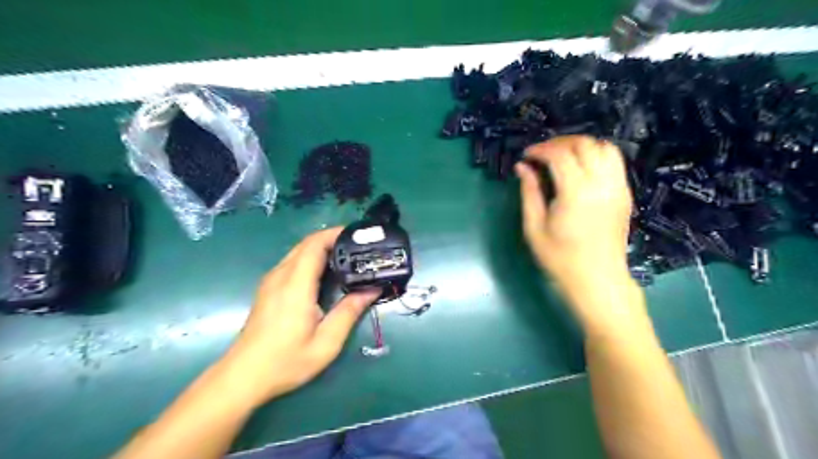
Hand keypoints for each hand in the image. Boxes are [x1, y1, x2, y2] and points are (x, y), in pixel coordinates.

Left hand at [220, 228, 381, 406]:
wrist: (243, 376)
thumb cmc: (286, 361)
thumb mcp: (326, 342)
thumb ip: (349, 312)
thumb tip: (372, 290)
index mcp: (296, 285)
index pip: (314, 245)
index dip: (336, 234)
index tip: (358, 235)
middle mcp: (281, 276)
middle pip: (306, 243)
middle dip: (332, 238)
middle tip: (358, 246)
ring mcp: (271, 281)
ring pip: (298, 251)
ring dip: (321, 247)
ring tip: (346, 256)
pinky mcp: (268, 288)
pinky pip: (292, 262)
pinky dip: (310, 258)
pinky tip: (325, 272)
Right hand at [513, 136, 634, 318]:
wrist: (598, 280)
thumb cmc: (560, 259)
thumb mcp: (534, 228)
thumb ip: (529, 193)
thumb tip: (522, 167)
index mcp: (576, 192)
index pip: (560, 154)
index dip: (540, 149)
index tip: (526, 156)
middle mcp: (602, 183)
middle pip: (584, 144)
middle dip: (559, 142)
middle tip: (541, 153)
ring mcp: (618, 187)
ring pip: (604, 147)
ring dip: (580, 146)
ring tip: (561, 157)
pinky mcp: (625, 194)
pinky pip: (614, 161)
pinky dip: (596, 155)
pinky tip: (581, 168)